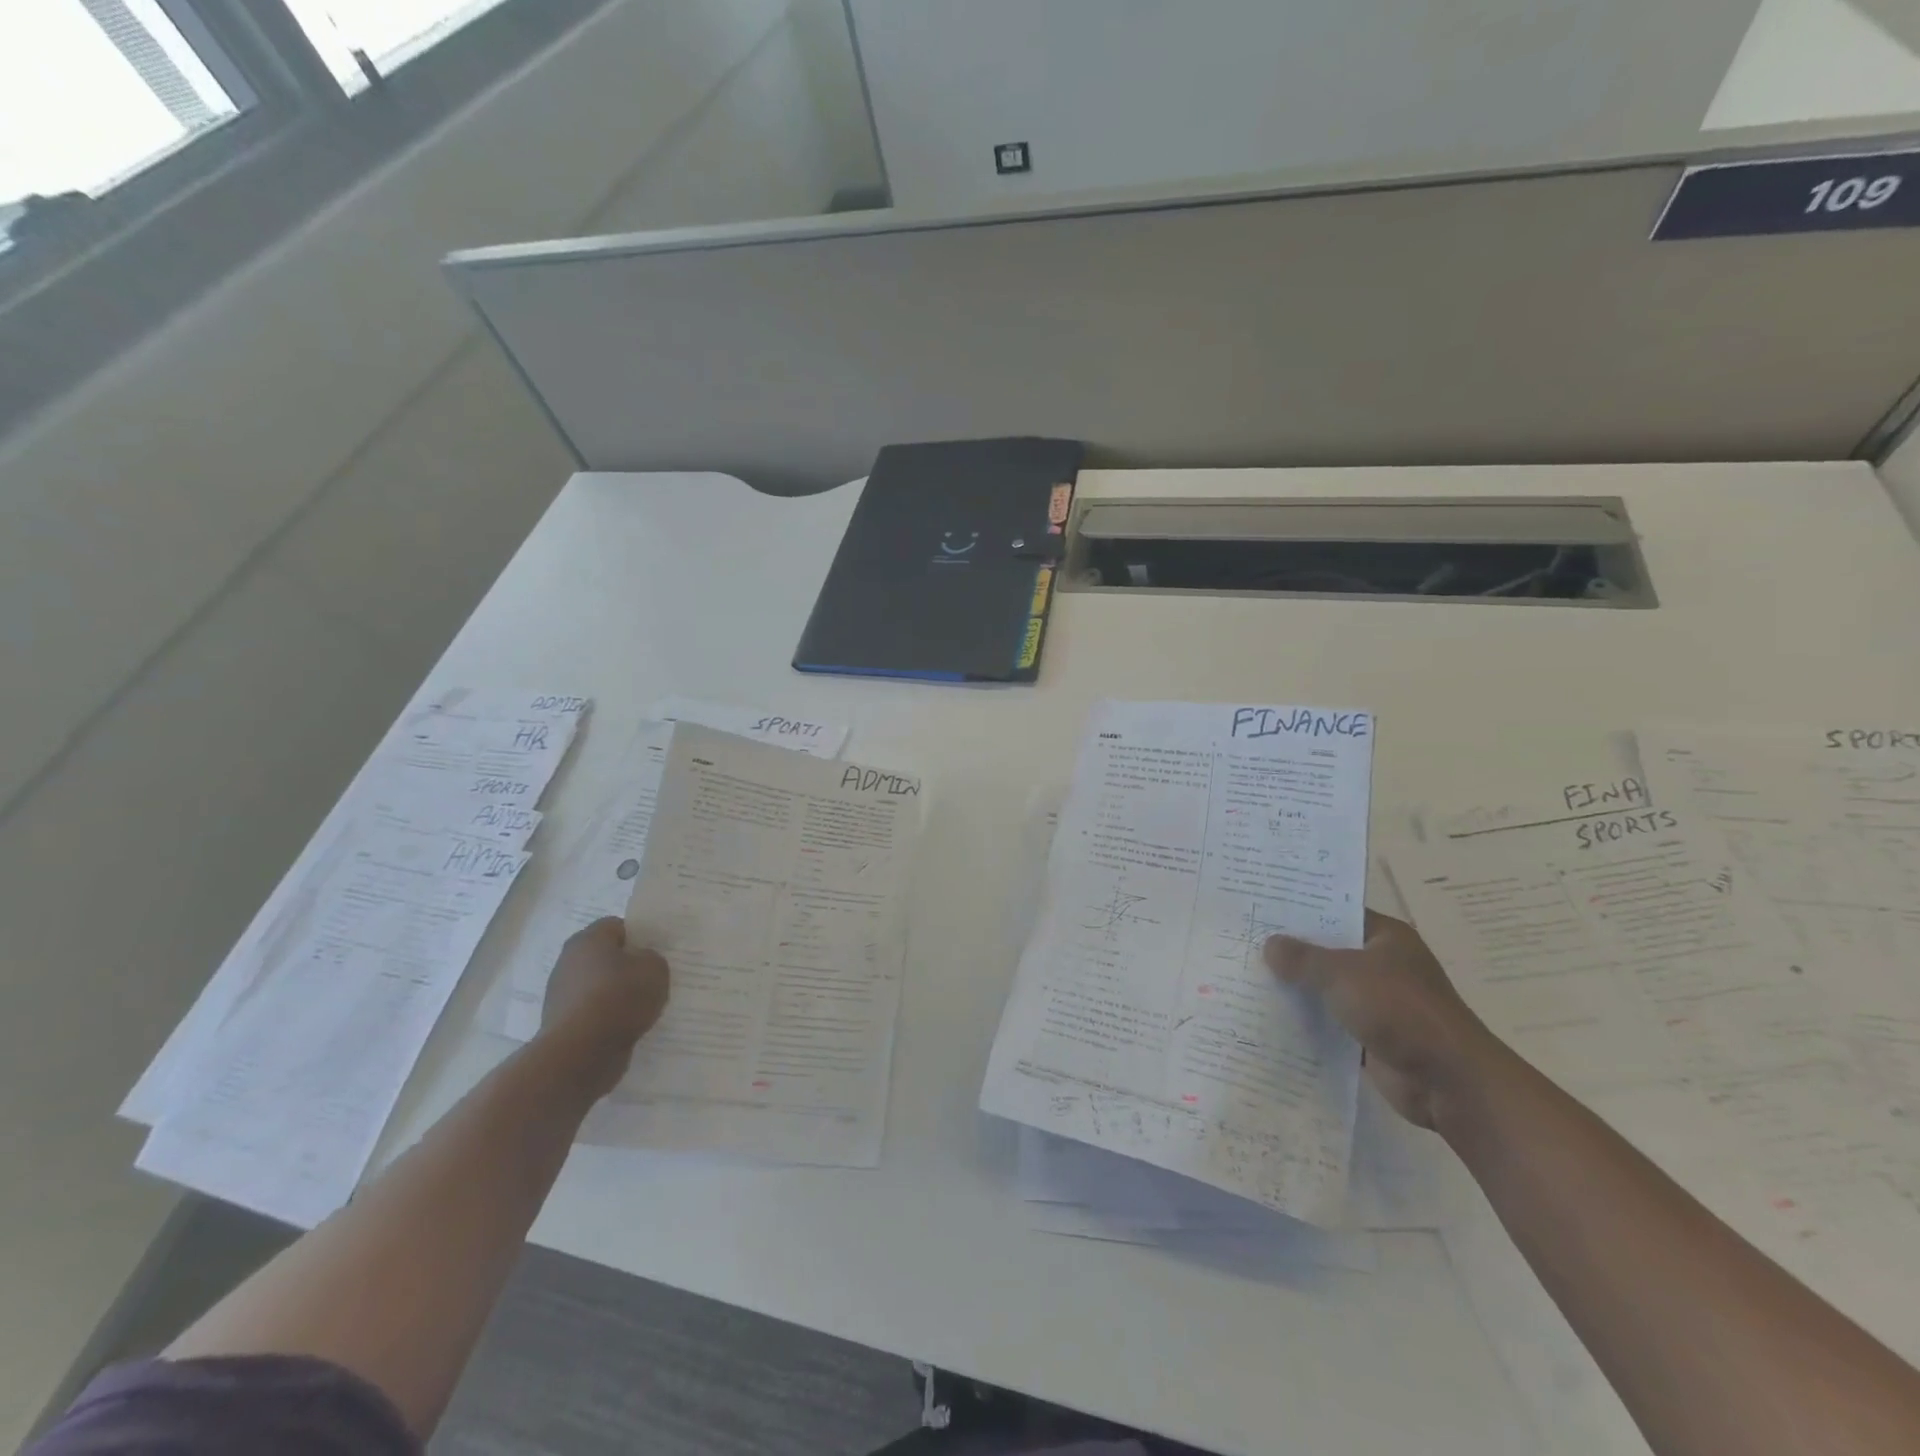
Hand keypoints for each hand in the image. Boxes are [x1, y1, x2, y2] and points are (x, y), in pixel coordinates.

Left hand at [539, 918, 669, 1099]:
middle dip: (628, 967)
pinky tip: (628, 1028)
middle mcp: (569, 962)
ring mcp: (561, 995)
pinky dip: (609, 1019)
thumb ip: (652, 959)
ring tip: (644, 1008)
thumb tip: (641, 963)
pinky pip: (594, 1014)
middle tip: (654, 979)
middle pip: (606, 957)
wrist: (580, 1054)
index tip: (657, 952)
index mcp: (588, 940)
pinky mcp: (562, 1025)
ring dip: (619, 995)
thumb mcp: (655, 969)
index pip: (618, 926)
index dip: (640, 936)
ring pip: (601, 987)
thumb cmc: (619, 999)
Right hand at [1264, 911, 1499, 1128]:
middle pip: (1328, 950)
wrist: (1448, 1081)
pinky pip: (1329, 1021)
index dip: (1302, 909)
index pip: (1337, 912)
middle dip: (1291, 950)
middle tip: (1244, 939)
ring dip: (1296, 987)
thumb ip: (1303, 958)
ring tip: (1246, 975)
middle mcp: (1382, 965)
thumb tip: (1270, 945)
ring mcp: (1377, 1002)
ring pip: (1326, 987)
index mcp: (1386, 937)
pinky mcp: (1370, 1035)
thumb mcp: (1344, 973)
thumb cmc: (1400, 1010)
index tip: (1261, 905)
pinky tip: (1268, 1015)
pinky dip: (1306, 1020)